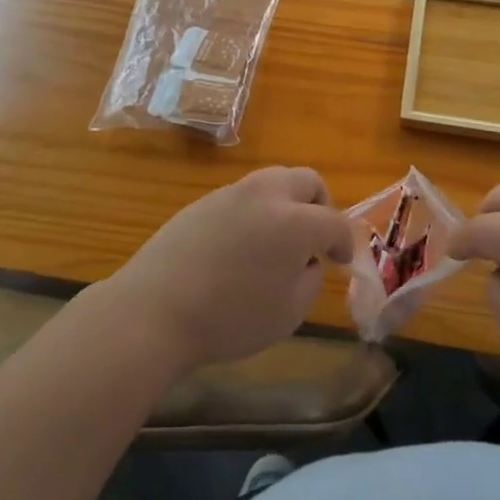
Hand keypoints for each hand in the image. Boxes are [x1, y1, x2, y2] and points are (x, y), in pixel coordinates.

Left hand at [101, 168, 350, 372]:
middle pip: (307, 181)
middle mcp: (266, 194)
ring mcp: (232, 192)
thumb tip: (308, 262)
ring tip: (278, 242)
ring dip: (287, 204)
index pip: (335, 221)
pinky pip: (243, 196)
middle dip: (320, 206)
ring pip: (273, 181)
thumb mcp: (288, 313)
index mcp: (295, 220)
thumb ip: (310, 280)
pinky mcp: (203, 201)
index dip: (345, 242)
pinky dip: (256, 212)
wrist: (154, 309)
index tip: (341, 261)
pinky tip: (242, 246)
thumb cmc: (230, 318)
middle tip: (316, 239)